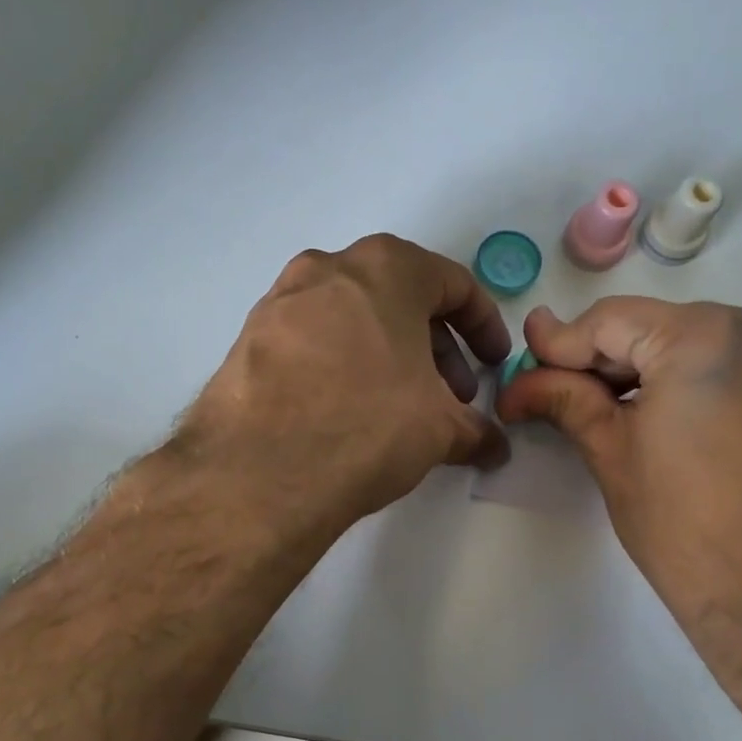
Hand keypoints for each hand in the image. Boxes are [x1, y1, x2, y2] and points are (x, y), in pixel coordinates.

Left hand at [178, 235, 511, 532]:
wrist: (258, 472)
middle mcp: (329, 268)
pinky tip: (346, 411)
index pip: (453, 284)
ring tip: (399, 407)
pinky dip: (341, 364)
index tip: (493, 363)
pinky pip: (312, 341)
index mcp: (386, 268)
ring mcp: (281, 300)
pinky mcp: (248, 338)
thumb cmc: (367, 425)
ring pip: (353, 317)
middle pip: (399, 298)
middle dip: (434, 346)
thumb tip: (492, 447)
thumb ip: (474, 430)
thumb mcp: (438, 429)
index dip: (484, 326)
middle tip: (449, 395)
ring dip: (387, 354)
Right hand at [497, 298, 741, 653]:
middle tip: (550, 393)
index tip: (521, 369)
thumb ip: (565, 400)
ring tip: (601, 409)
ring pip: (691, 343)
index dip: (558, 346)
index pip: (608, 322)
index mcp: (703, 337)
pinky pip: (730, 362)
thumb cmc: (687, 532)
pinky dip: (688, 380)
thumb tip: (520, 379)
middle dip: (598, 361)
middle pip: (652, 328)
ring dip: (642, 370)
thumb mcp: (613, 456)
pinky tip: (659, 415)